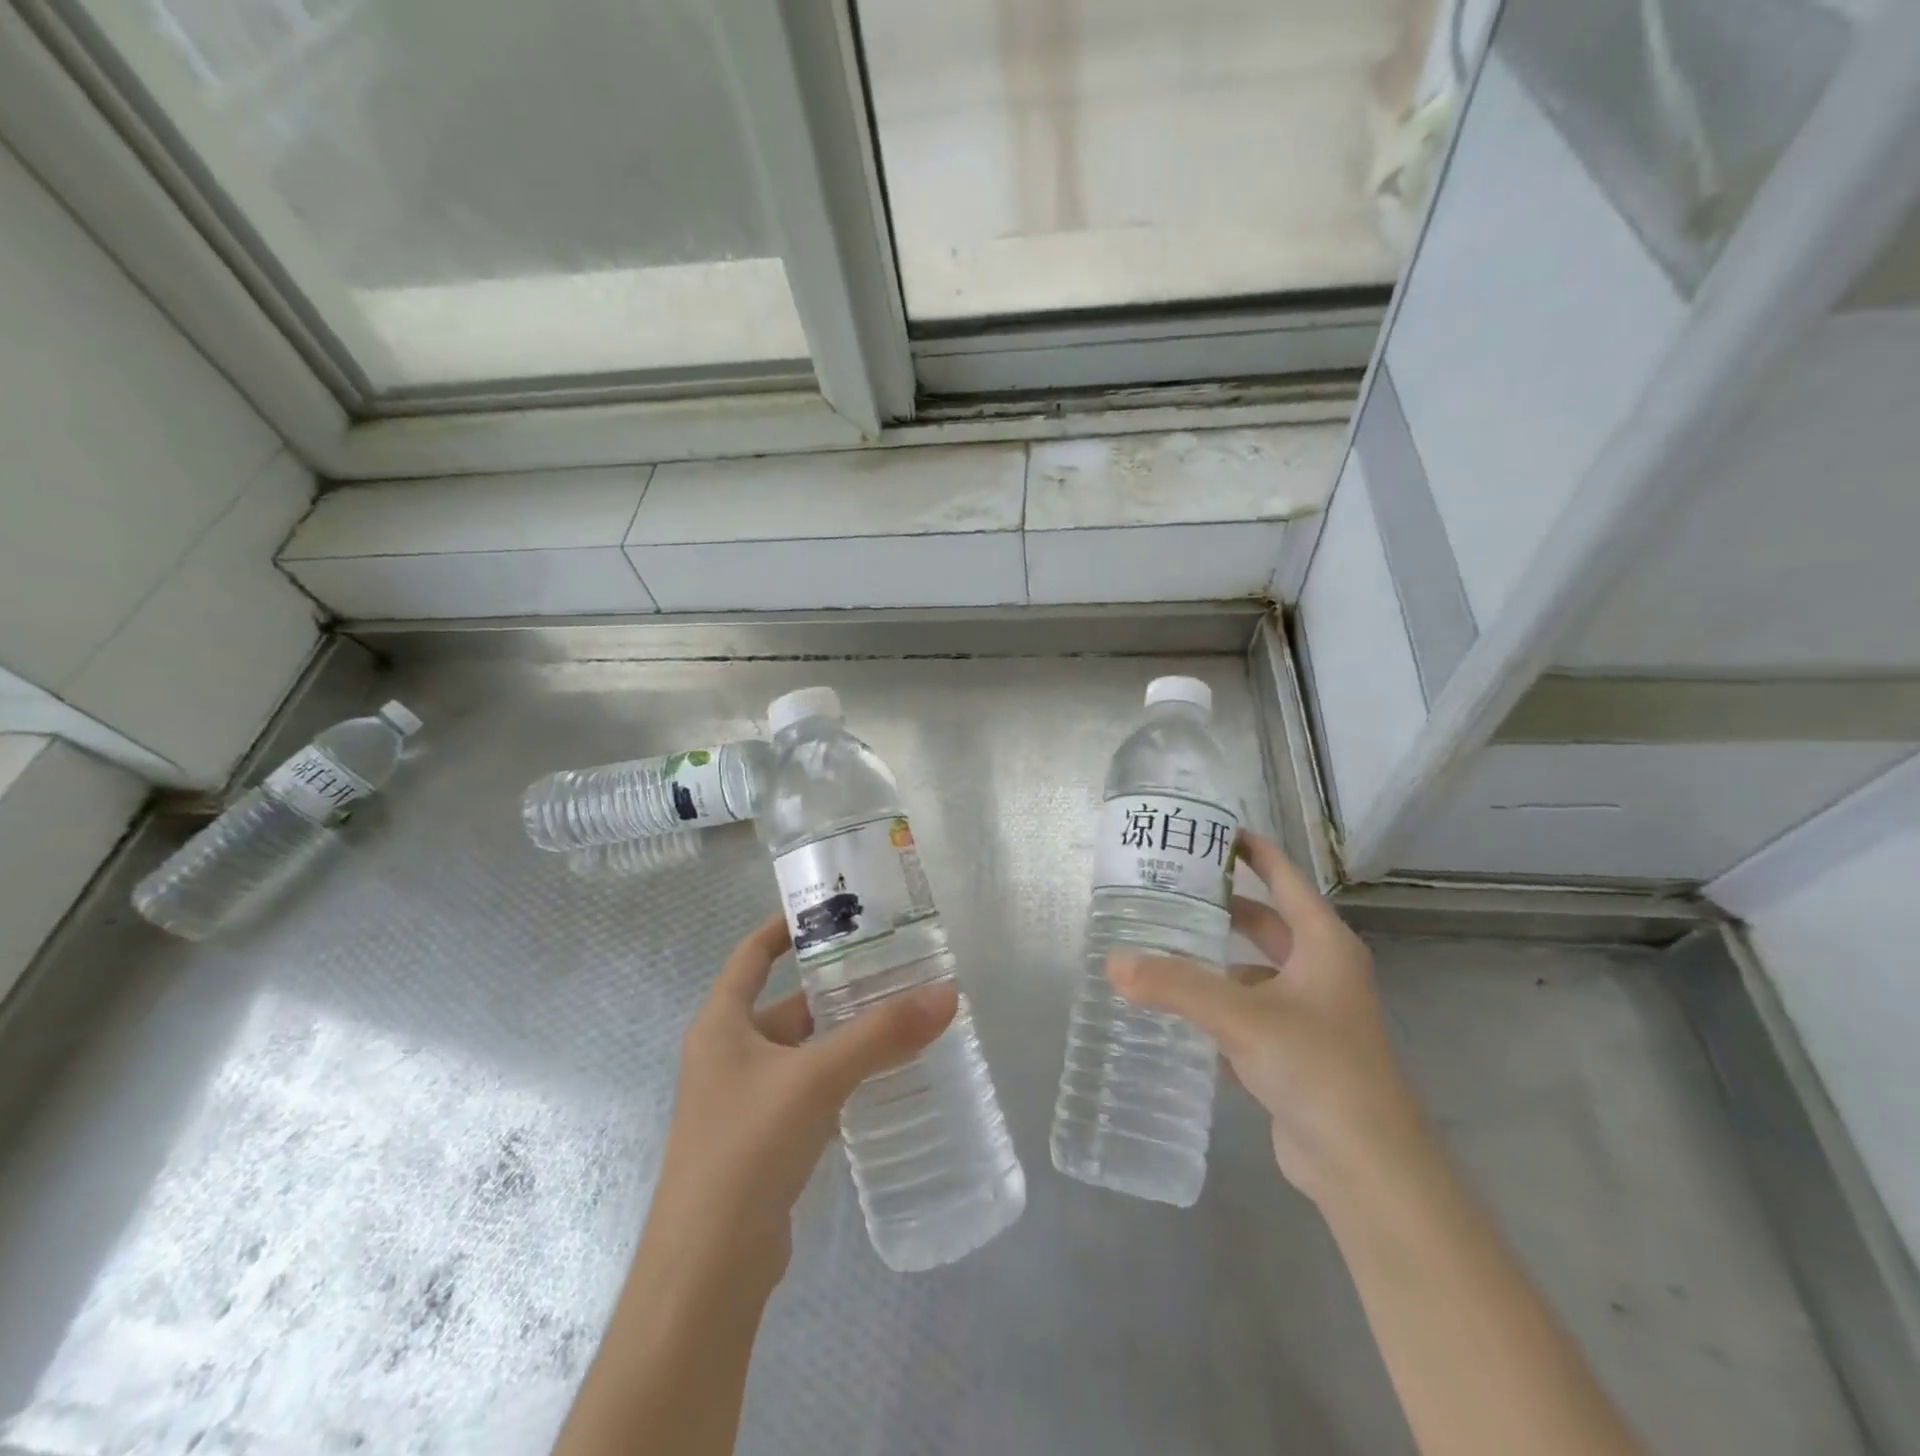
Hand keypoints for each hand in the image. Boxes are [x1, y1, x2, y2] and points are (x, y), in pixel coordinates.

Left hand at [644, 912, 957, 1290]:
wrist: (708, 1270)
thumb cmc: (747, 1148)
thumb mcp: (816, 1079)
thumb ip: (881, 1035)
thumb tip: (947, 994)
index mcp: (721, 1025)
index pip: (750, 955)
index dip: (783, 927)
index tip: (829, 909)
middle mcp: (727, 1055)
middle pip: (787, 1004)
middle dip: (836, 988)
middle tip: (893, 969)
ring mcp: (744, 1101)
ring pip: (803, 1050)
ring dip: (845, 1036)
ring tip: (901, 1018)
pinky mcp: (763, 1141)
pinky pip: (809, 1091)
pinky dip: (842, 1078)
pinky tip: (884, 1079)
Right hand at [1106, 830, 1426, 1204]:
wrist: (1366, 1166)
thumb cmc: (1317, 1067)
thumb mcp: (1242, 1017)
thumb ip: (1176, 986)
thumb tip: (1112, 962)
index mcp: (1323, 945)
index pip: (1285, 880)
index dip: (1254, 853)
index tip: (1213, 833)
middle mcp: (1320, 972)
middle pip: (1265, 925)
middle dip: (1222, 910)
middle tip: (1170, 894)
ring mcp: (1309, 1015)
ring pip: (1252, 974)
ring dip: (1213, 965)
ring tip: (1161, 953)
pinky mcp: (1294, 1053)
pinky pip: (1248, 1015)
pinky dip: (1218, 1009)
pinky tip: (1178, 1014)